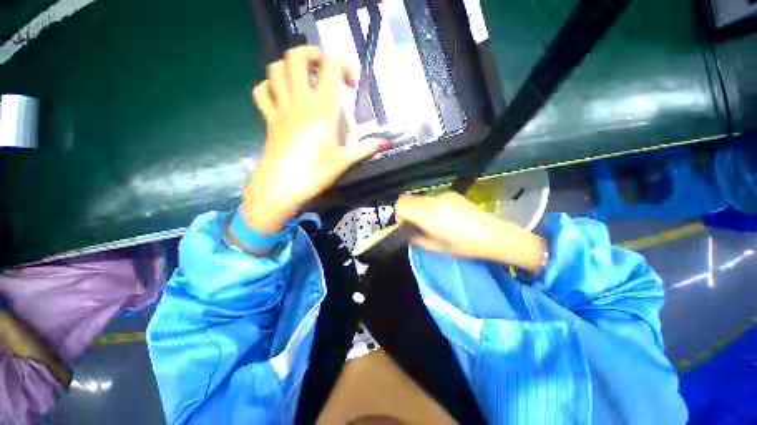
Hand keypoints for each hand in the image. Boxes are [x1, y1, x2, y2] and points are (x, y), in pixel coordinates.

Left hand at [242, 46, 383, 233]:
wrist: (282, 187)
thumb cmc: (315, 173)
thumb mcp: (344, 161)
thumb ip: (364, 148)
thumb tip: (383, 143)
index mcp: (322, 108)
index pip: (331, 66)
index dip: (344, 64)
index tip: (352, 84)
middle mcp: (299, 101)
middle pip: (296, 56)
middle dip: (313, 54)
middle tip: (326, 70)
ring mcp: (280, 108)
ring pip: (276, 68)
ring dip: (290, 67)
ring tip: (304, 80)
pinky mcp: (269, 119)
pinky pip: (262, 92)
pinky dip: (270, 87)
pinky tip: (282, 96)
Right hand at [395, 192, 546, 272]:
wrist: (495, 235)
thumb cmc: (465, 246)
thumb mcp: (437, 248)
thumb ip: (417, 240)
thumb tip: (408, 234)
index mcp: (428, 214)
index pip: (401, 203)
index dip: (399, 214)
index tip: (406, 226)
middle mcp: (433, 200)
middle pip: (409, 199)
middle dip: (409, 212)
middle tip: (419, 227)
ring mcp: (444, 195)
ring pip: (421, 199)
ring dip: (420, 209)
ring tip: (434, 223)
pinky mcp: (453, 194)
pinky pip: (433, 199)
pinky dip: (431, 207)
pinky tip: (445, 218)